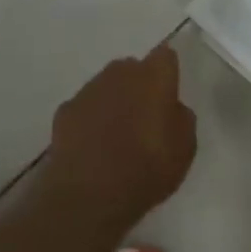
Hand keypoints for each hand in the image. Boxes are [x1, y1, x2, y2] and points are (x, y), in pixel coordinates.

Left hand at [48, 45, 196, 235]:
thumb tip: (172, 108)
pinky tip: (92, 147)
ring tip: (116, 136)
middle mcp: (120, 72)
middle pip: (133, 69)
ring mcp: (89, 89)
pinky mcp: (66, 110)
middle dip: (139, 86)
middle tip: (144, 118)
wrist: (90, 194)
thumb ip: (181, 118)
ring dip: (113, 102)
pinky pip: (85, 108)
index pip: (165, 57)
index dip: (168, 73)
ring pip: (106, 86)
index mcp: (153, 76)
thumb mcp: (185, 149)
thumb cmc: (147, 168)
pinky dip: (90, 120)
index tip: (169, 93)